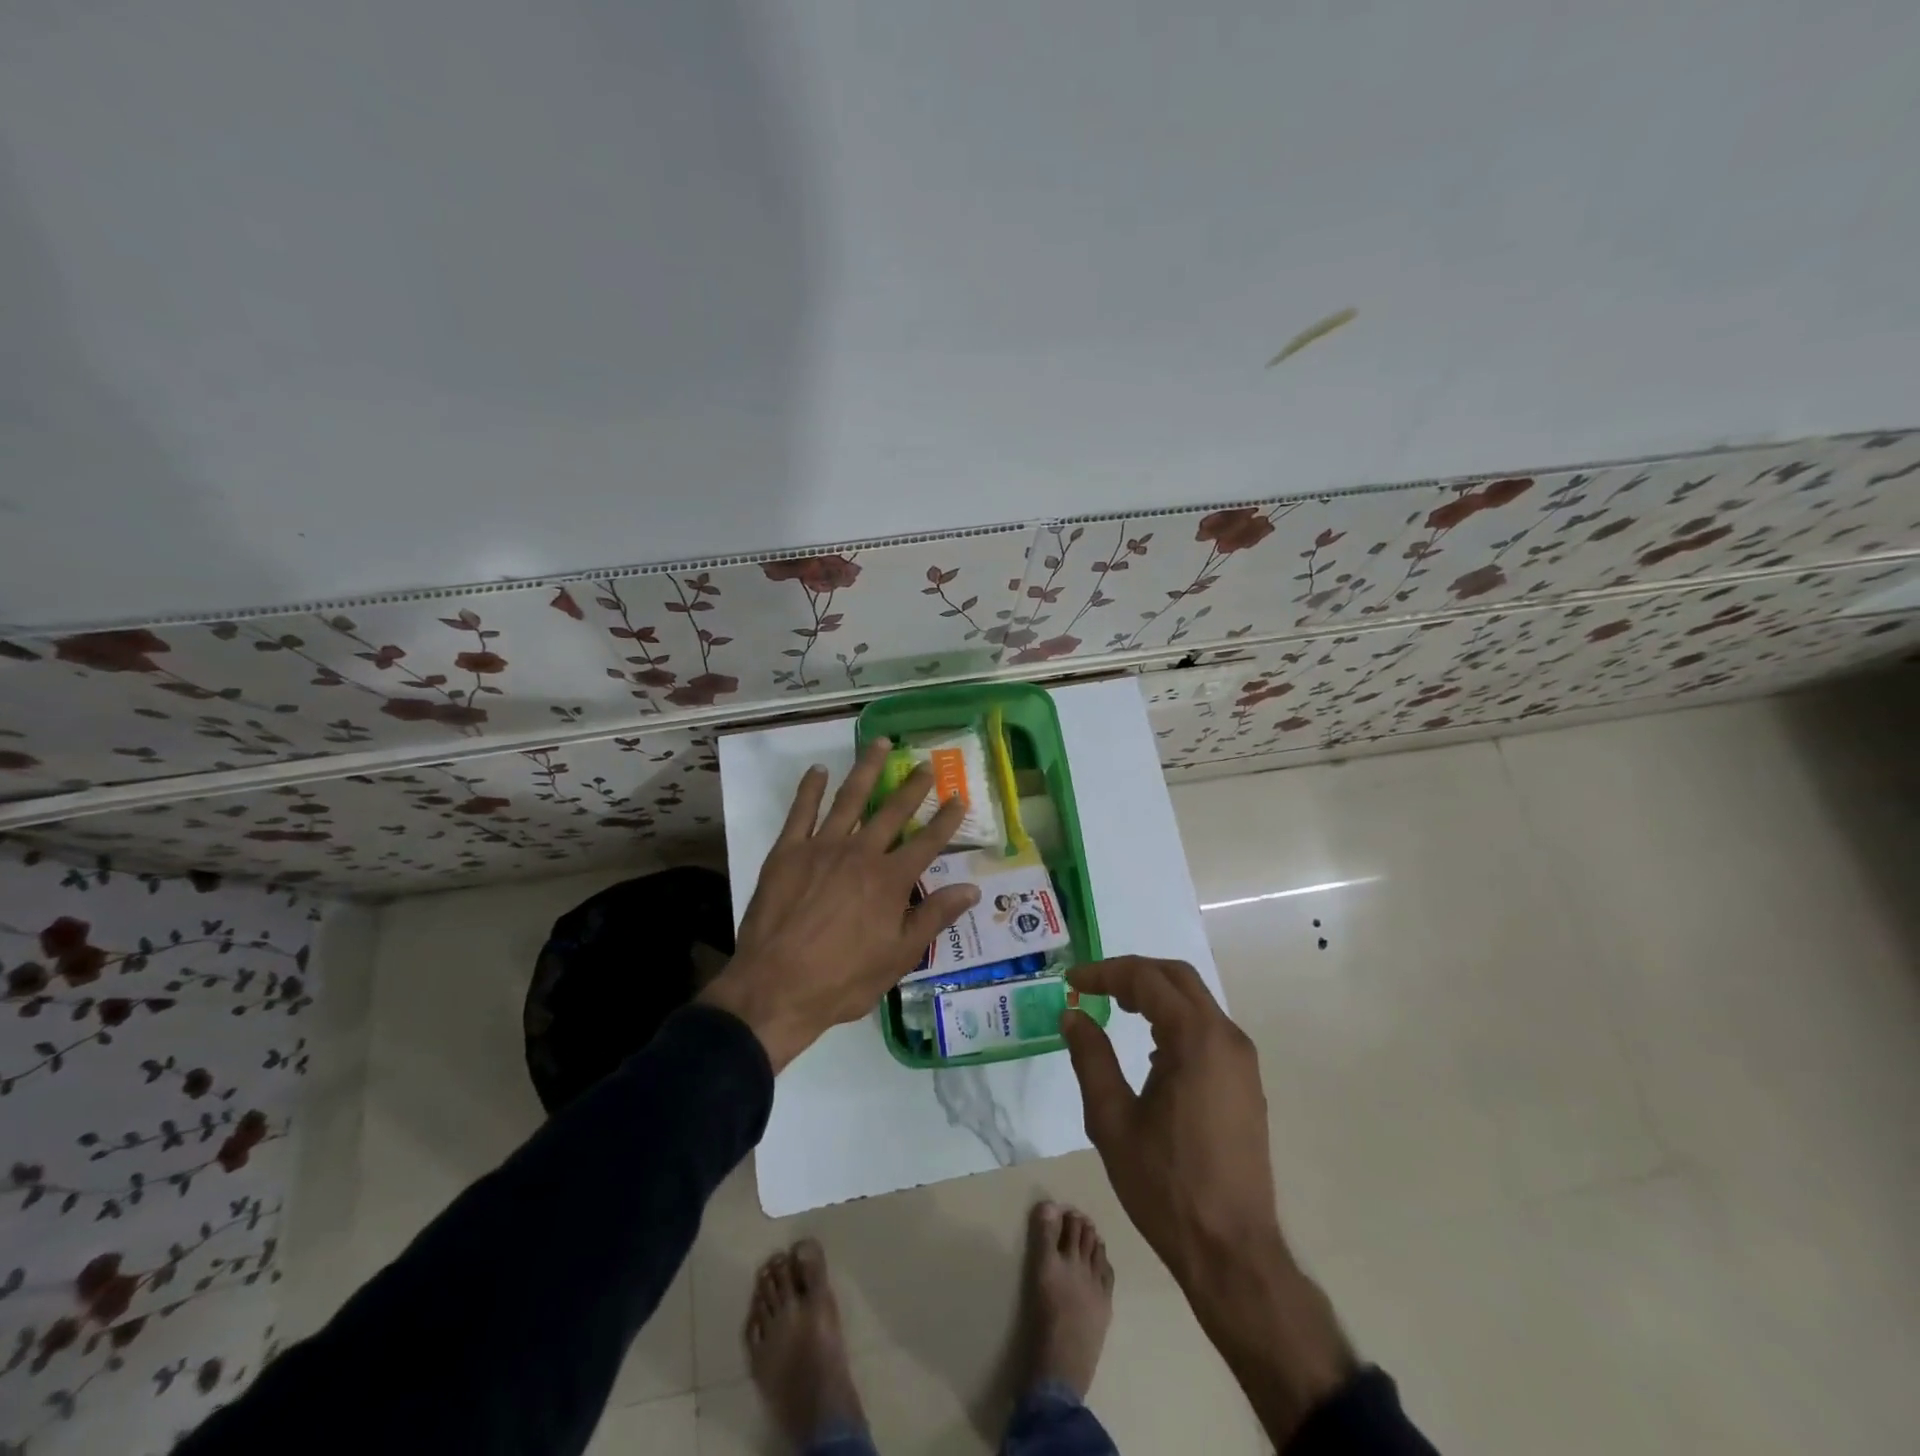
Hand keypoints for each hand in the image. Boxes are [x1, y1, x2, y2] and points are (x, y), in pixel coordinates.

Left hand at [698, 737, 977, 1072]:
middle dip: (912, 786)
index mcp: (890, 880)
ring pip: (850, 799)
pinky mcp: (787, 852)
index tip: (959, 797)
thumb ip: (934, 917)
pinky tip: (818, 771)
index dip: (946, 819)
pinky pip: (801, 812)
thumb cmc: (843, 979)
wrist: (775, 988)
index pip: (927, 842)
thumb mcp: (899, 957)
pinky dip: (809, 788)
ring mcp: (821, 848)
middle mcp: (860, 853)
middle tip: (925, 764)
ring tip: (879, 744)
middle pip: (892, 811)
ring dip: (867, 769)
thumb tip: (972, 889)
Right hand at [1058, 956, 1282, 1287]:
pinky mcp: (1245, 1083)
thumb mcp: (1112, 1120)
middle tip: (1093, 986)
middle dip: (1132, 973)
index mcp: (1196, 1039)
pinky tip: (1149, 1047)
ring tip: (1114, 1007)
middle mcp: (1226, 1038)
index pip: (1146, 979)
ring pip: (1195, 1001)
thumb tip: (1073, 1015)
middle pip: (1177, 978)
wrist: (1232, 1251)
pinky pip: (1207, 1029)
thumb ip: (1090, 1058)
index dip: (1105, 972)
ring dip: (1154, 995)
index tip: (1072, 981)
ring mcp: (1242, 1061)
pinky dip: (1174, 1020)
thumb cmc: (1165, 1185)